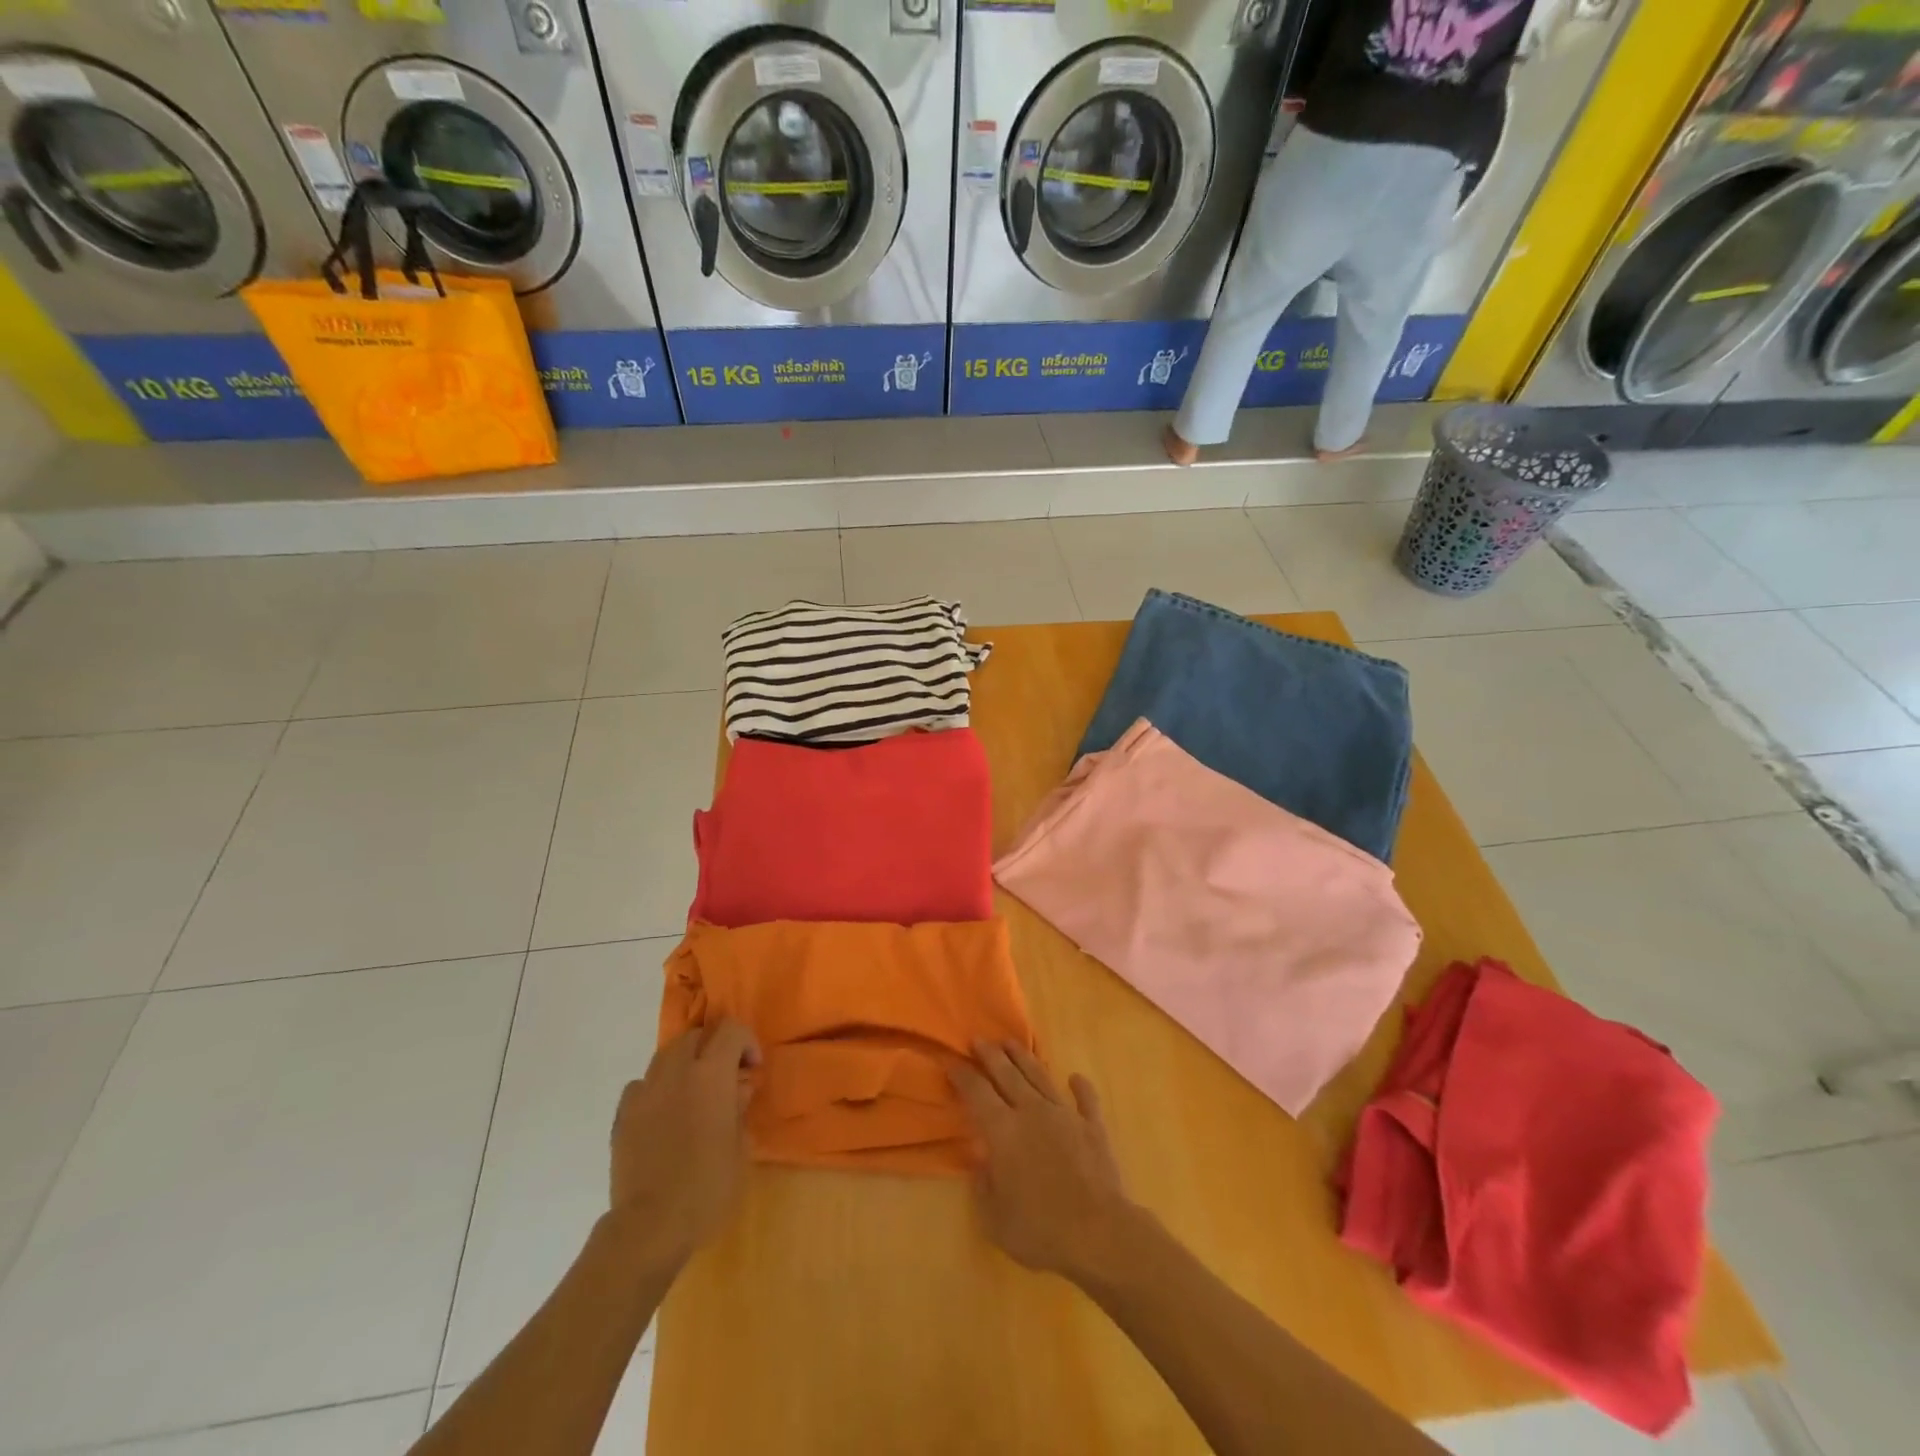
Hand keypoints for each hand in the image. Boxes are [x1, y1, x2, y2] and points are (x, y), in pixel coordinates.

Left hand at [608, 1018, 759, 1270]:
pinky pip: (641, 1086)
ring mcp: (645, 1092)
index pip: (731, 1030)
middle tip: (724, 1078)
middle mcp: (676, 1072)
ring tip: (692, 1095)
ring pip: (665, 1056)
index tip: (752, 1069)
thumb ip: (739, 1107)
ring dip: (684, 1066)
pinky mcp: (622, 1115)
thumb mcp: (739, 1147)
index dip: (746, 1042)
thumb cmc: (707, 1186)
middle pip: (695, 1036)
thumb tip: (737, 1087)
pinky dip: (656, 1090)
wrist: (650, 1225)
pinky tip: (663, 1115)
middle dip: (713, 1048)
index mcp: (711, 1075)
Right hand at [949, 1040, 1137, 1281]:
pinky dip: (1080, 1087)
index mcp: (1003, 1131)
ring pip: (1040, 1076)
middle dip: (990, 1055)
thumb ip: (983, 1184)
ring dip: (1024, 1058)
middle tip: (978, 1040)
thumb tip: (979, 1158)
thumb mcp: (994, 1218)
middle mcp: (1032, 1112)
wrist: (1099, 1233)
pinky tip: (1075, 1078)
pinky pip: (1086, 1099)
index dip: (962, 1076)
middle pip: (1007, 1074)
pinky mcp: (1093, 1126)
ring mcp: (1065, 1115)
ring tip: (1012, 1043)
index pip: (977, 1093)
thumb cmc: (1040, 1230)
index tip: (951, 1063)